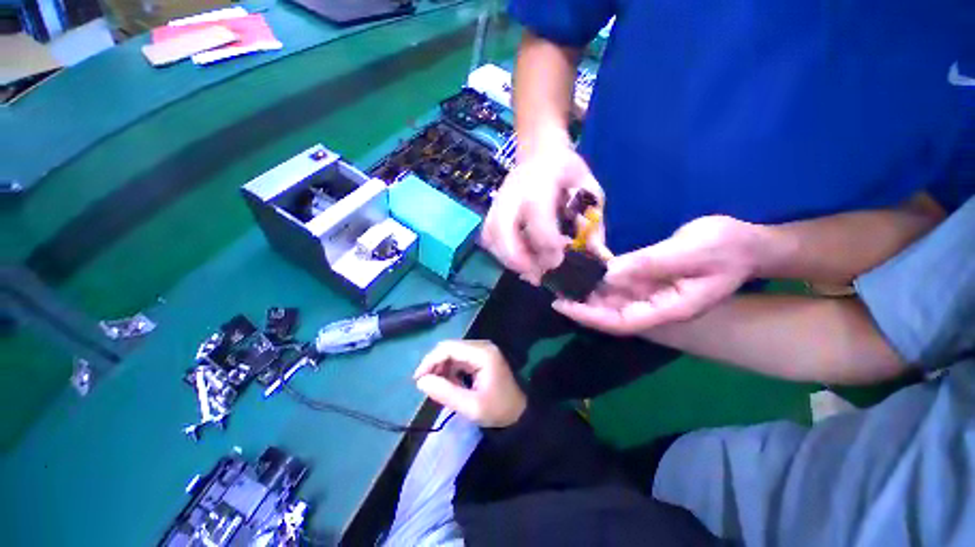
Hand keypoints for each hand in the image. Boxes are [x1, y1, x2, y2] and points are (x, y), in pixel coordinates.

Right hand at [414, 340, 526, 427]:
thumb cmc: (498, 410)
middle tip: (426, 385)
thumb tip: (421, 381)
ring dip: (442, 368)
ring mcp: (482, 350)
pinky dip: (451, 369)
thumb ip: (445, 393)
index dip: (430, 360)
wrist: (519, 413)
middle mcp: (482, 346)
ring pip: (453, 352)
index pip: (449, 348)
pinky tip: (450, 384)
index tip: (418, 379)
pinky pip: (460, 358)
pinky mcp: (481, 357)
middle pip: (450, 347)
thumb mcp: (470, 407)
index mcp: (482, 353)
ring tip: (439, 388)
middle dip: (435, 364)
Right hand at [482, 145, 604, 282]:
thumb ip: (593, 225)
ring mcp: (498, 202)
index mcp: (541, 183)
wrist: (539, 152)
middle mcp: (513, 193)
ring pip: (491, 236)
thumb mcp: (589, 192)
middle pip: (502, 229)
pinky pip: (488, 236)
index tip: (558, 261)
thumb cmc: (567, 172)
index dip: (546, 243)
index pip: (537, 216)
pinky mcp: (492, 210)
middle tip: (536, 276)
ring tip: (528, 270)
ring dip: (507, 258)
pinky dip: (499, 252)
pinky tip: (516, 257)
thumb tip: (597, 259)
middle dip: (517, 258)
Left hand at [553, 216, 765, 334]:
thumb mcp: (691, 251)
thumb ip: (649, 264)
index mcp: (668, 308)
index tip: (563, 305)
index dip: (590, 316)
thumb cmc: (728, 247)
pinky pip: (618, 284)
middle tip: (552, 290)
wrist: (748, 243)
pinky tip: (583, 269)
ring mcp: (651, 293)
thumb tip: (607, 275)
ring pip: (611, 299)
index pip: (620, 322)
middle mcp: (655, 306)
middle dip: (580, 304)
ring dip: (586, 292)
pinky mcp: (648, 280)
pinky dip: (599, 278)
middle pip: (610, 312)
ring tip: (560, 280)